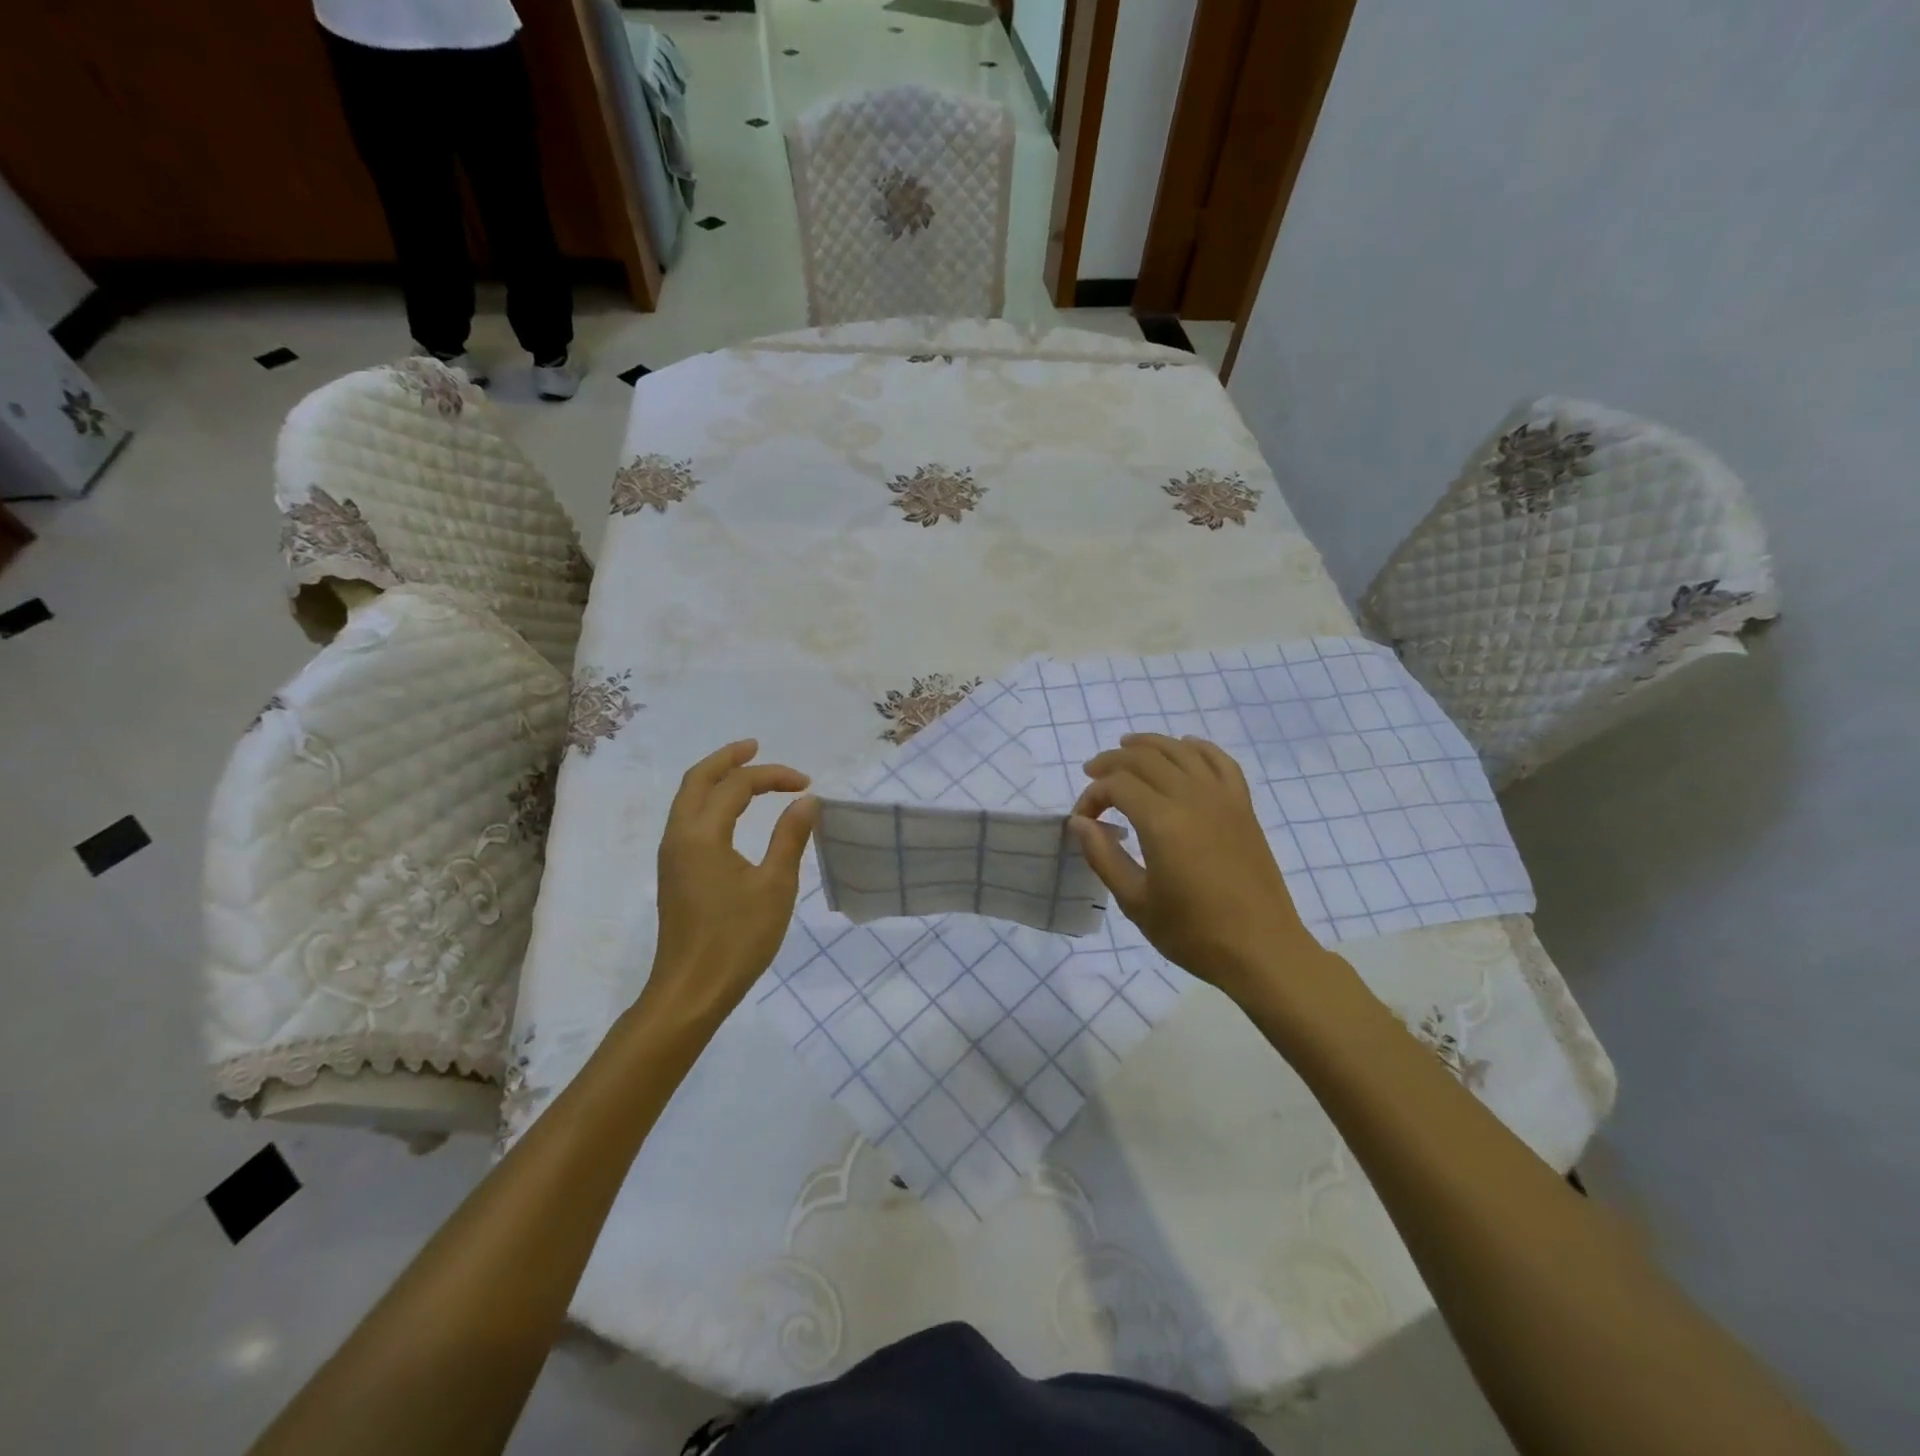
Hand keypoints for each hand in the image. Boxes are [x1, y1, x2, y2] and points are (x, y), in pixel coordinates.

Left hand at [642, 740, 816, 1030]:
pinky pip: (689, 819)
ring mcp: (672, 855)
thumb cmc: (736, 939)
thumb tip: (807, 801)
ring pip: (688, 799)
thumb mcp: (775, 886)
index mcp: (702, 834)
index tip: (807, 785)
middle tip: (756, 747)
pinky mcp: (675, 873)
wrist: (690, 991)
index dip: (773, 776)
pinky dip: (711, 802)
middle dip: (728, 759)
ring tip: (745, 770)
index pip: (737, 786)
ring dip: (716, 779)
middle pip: (697, 780)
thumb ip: (790, 837)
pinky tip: (731, 812)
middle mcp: (679, 836)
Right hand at [1070, 734, 1318, 998]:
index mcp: (1162, 822)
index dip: (1092, 796)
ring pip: (1181, 751)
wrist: (1261, 950)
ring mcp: (1223, 798)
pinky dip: (1199, 748)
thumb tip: (1080, 823)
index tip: (1083, 820)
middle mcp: (1192, 798)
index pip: (1116, 785)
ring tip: (1126, 748)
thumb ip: (1104, 856)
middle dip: (1112, 762)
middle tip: (1092, 774)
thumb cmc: (1193, 933)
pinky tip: (1185, 748)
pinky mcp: (1244, 807)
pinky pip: (1221, 761)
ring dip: (1150, 744)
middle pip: (1145, 758)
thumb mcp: (1136, 902)